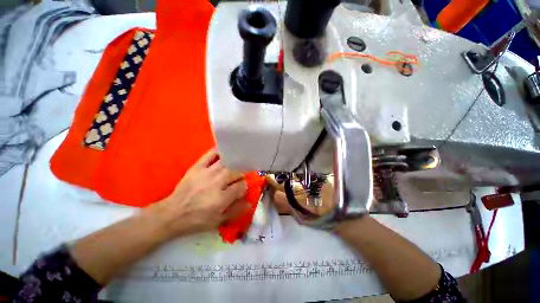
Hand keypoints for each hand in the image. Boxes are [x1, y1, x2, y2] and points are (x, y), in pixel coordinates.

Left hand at [146, 149, 247, 238]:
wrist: (172, 213)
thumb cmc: (197, 219)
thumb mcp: (218, 221)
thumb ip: (236, 211)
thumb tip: (250, 201)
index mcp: (222, 198)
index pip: (241, 186)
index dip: (244, 187)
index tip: (242, 189)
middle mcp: (216, 182)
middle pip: (236, 172)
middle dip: (241, 175)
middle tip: (238, 178)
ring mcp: (207, 172)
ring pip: (227, 163)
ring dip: (234, 164)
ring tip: (235, 166)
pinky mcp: (197, 167)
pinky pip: (210, 154)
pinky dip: (218, 151)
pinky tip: (224, 152)